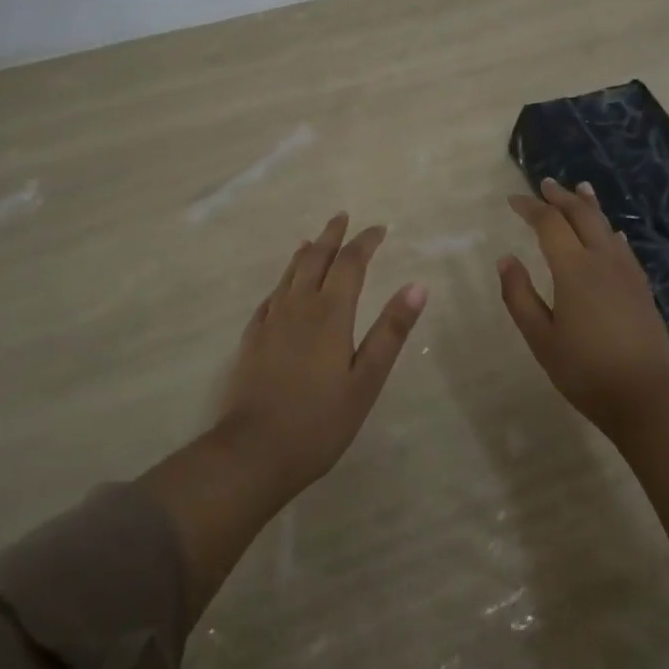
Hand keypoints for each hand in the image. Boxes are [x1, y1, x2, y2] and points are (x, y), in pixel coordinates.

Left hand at [216, 212, 427, 495]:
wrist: (254, 451)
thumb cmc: (320, 421)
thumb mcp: (366, 380)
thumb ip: (390, 332)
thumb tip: (417, 286)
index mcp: (331, 313)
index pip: (350, 263)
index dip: (365, 242)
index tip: (379, 229)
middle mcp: (299, 306)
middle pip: (316, 259)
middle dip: (332, 236)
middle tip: (342, 217)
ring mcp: (271, 321)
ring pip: (289, 274)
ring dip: (305, 253)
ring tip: (312, 240)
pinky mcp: (252, 339)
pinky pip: (270, 297)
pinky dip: (282, 282)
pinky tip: (281, 288)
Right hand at [498, 178, 668, 436]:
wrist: (646, 397)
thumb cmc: (585, 370)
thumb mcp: (541, 338)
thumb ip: (520, 296)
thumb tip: (506, 260)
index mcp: (574, 269)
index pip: (550, 223)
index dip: (530, 208)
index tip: (513, 200)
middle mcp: (602, 260)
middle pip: (582, 215)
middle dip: (561, 197)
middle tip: (546, 184)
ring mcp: (626, 272)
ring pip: (606, 226)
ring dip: (589, 206)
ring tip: (580, 189)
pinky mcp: (641, 287)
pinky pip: (623, 247)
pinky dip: (610, 231)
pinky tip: (611, 233)